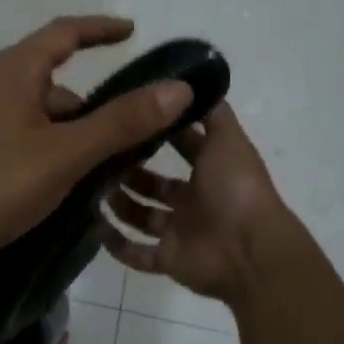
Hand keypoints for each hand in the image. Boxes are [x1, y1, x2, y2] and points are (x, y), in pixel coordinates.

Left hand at [0, 15, 191, 273]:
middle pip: (53, 79)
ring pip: (36, 113)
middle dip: (93, 102)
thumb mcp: (63, 154)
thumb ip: (120, 123)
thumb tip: (178, 88)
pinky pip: (18, 135)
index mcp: (15, 71)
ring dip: (70, 131)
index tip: (132, 31)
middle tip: (130, 131)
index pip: (65, 32)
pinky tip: (58, 183)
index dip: (101, 29)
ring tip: (101, 168)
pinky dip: (46, 147)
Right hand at [100, 104, 289, 306]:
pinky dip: (117, 244)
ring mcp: (180, 232)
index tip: (126, 117)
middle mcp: (194, 201)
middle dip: (130, 171)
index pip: (181, 147)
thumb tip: (194, 83)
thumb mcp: (228, 139)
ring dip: (120, 204)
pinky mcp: (168, 260)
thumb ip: (213, 113)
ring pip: (142, 216)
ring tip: (92, 186)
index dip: (157, 133)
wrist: (251, 251)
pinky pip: (137, 254)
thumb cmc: (237, 188)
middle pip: (155, 184)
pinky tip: (94, 225)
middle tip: (99, 154)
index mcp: (210, 171)